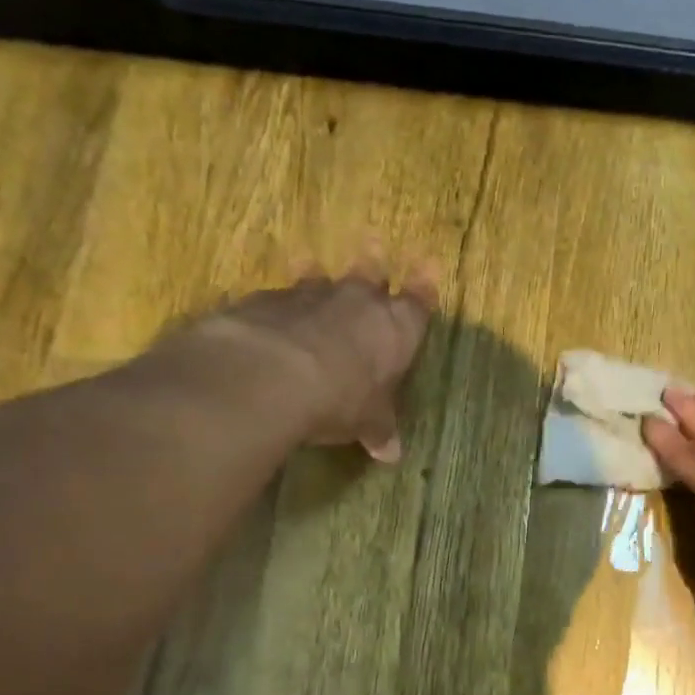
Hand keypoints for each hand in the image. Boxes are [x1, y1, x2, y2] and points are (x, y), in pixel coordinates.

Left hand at [168, 258, 435, 460]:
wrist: (271, 375)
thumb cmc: (341, 399)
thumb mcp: (366, 422)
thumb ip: (378, 429)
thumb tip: (391, 453)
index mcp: (396, 328)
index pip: (418, 301)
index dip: (424, 286)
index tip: (428, 266)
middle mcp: (358, 302)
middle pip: (370, 272)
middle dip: (374, 260)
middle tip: (374, 240)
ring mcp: (310, 295)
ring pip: (319, 276)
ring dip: (317, 273)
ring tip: (311, 262)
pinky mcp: (266, 299)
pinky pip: (278, 296)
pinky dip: (279, 303)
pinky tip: (270, 313)